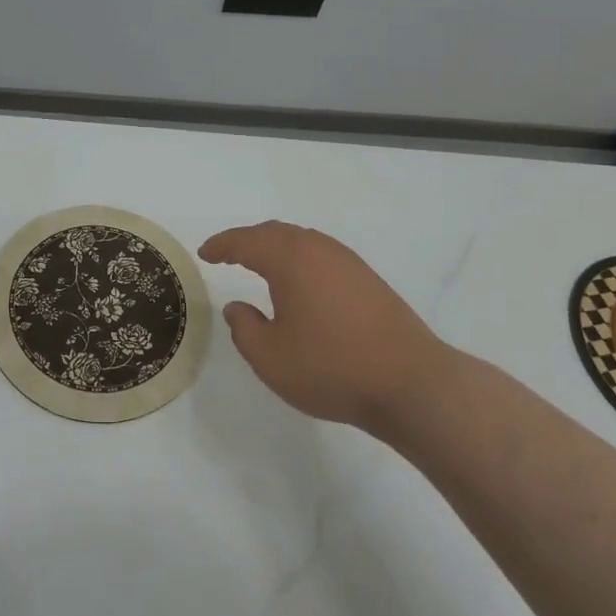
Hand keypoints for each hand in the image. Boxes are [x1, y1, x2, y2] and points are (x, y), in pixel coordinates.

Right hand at [198, 221, 451, 436]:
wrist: (411, 382)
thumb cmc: (332, 368)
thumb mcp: (271, 358)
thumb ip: (245, 329)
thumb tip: (237, 306)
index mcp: (290, 260)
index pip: (246, 242)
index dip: (222, 245)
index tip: (204, 252)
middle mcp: (318, 250)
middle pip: (275, 233)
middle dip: (247, 240)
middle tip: (227, 253)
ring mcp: (348, 262)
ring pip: (301, 240)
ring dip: (275, 246)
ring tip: (259, 263)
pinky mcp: (368, 278)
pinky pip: (321, 254)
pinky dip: (299, 258)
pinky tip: (299, 281)